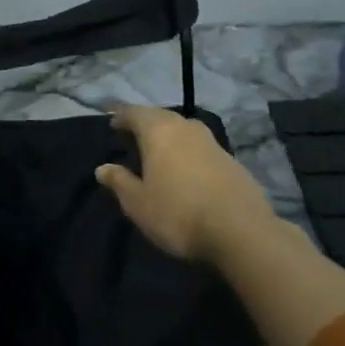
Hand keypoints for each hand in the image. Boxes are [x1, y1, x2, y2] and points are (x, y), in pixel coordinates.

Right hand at [96, 104, 277, 265]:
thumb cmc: (178, 213)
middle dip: (145, 124)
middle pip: (160, 117)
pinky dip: (189, 153)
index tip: (112, 125)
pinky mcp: (232, 161)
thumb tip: (102, 169)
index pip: (134, 113)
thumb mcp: (138, 203)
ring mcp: (212, 142)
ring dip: (169, 137)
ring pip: (183, 130)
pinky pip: (201, 148)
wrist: (242, 232)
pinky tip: (188, 171)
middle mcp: (185, 127)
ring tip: (160, 153)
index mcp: (158, 131)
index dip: (121, 117)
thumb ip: (119, 182)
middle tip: (133, 138)